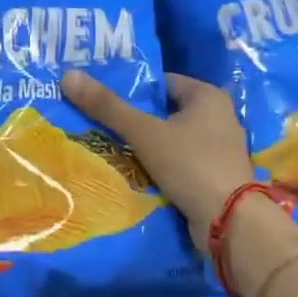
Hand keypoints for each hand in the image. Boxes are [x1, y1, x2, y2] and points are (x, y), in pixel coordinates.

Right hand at [62, 71, 253, 245]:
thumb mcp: (144, 133)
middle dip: (138, 119)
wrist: (229, 220)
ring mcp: (221, 148)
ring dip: (149, 145)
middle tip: (101, 124)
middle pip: (167, 111)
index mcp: (208, 96)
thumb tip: (68, 76)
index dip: (133, 89)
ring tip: (113, 149)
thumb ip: (107, 106)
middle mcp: (220, 116)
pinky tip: (138, 173)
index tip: (104, 99)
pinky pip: (182, 162)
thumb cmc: (190, 164)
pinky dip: (163, 165)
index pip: (163, 82)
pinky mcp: (217, 175)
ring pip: (174, 139)